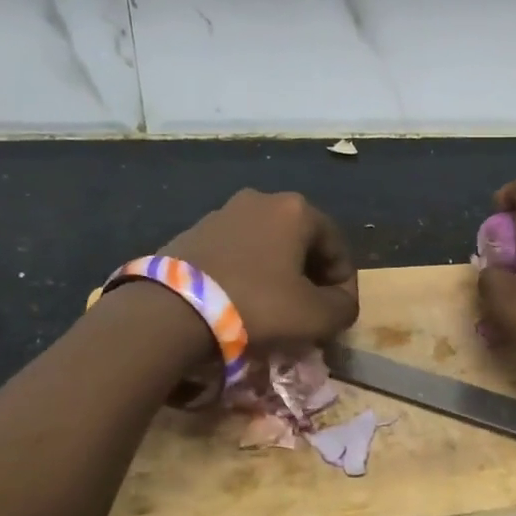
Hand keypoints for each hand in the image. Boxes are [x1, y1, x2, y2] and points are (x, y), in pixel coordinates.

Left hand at [158, 188, 359, 350]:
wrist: (171, 310)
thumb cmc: (257, 305)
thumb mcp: (315, 316)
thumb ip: (343, 307)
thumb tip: (341, 303)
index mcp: (296, 210)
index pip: (337, 247)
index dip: (345, 283)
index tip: (338, 314)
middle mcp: (261, 200)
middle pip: (302, 242)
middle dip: (311, 277)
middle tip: (310, 312)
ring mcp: (223, 213)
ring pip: (267, 247)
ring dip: (278, 275)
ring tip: (275, 310)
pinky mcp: (193, 232)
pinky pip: (236, 253)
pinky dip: (247, 274)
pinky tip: (241, 302)